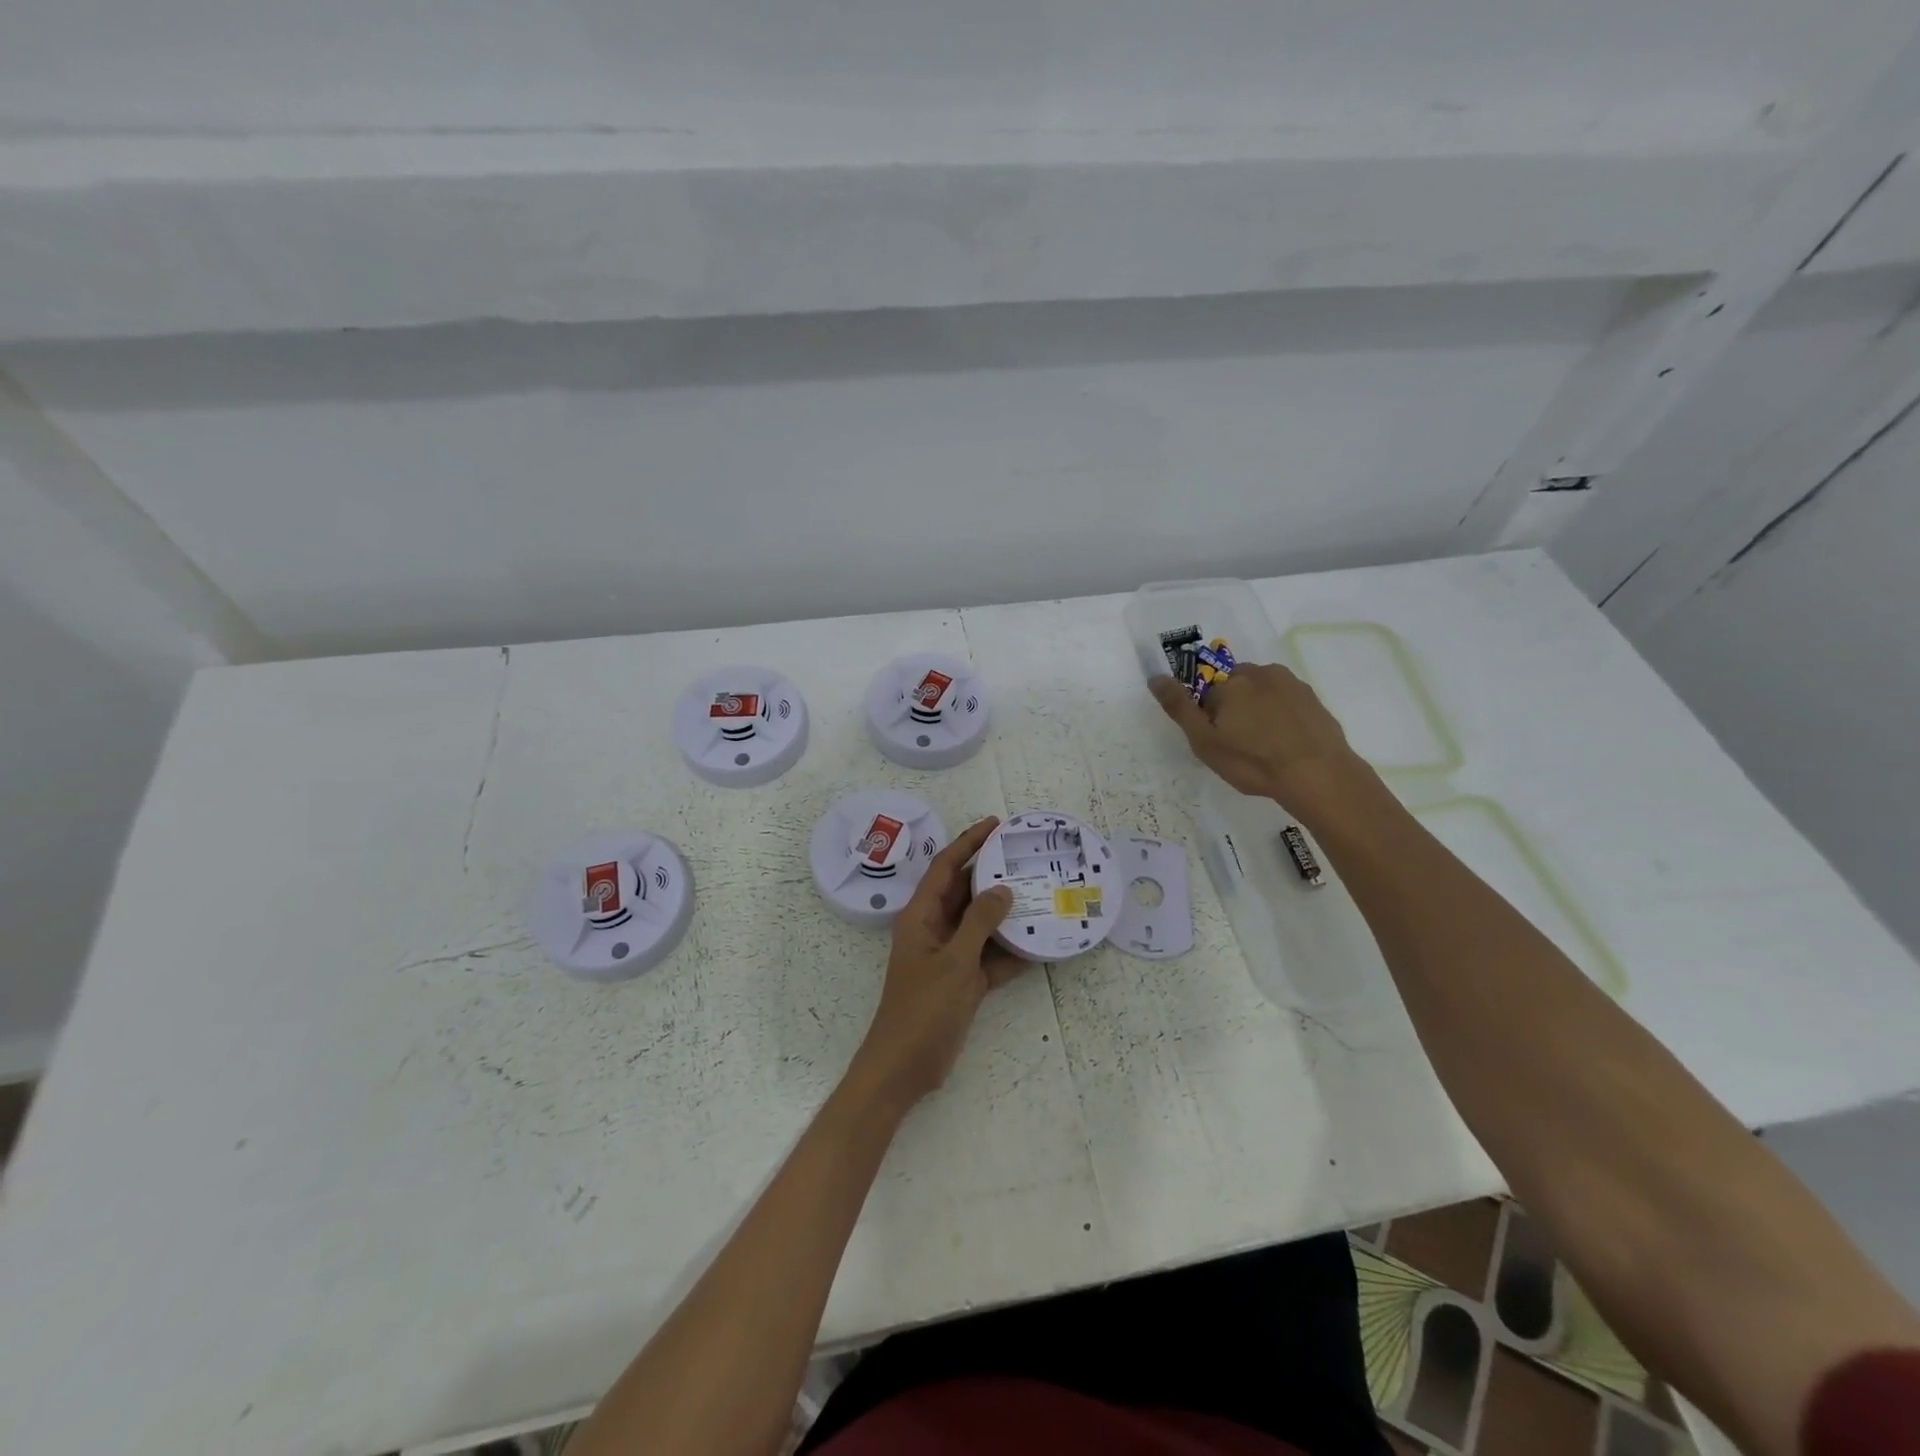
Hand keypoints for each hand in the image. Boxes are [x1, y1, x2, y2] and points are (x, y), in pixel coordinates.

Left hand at [848, 817, 1024, 1110]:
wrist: (905, 1067)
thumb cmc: (923, 1009)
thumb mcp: (954, 962)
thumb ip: (979, 923)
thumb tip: (1003, 889)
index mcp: (921, 916)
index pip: (946, 867)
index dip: (968, 842)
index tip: (996, 824)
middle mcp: (934, 928)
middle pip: (965, 891)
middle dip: (992, 873)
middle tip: (1025, 856)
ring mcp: (949, 955)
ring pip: (980, 923)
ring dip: (1006, 912)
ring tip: (1040, 893)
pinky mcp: (962, 981)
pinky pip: (990, 956)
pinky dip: (1011, 951)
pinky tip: (1040, 945)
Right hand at [1149, 663, 1372, 817]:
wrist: (1318, 774)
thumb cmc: (1253, 761)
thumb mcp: (1205, 742)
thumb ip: (1179, 707)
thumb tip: (1155, 677)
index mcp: (1230, 683)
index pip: (1207, 693)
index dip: (1210, 719)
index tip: (1220, 741)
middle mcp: (1260, 673)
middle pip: (1235, 686)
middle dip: (1234, 708)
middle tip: (1241, 743)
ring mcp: (1290, 683)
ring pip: (1262, 691)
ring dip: (1258, 709)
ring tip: (1266, 744)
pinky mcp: (1313, 698)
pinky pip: (1286, 701)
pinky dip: (1281, 715)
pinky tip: (1286, 742)